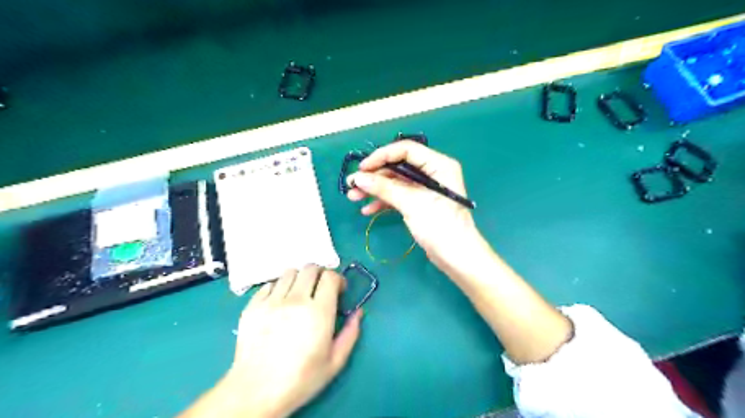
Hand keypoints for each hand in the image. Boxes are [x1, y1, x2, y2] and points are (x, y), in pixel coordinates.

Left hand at [220, 266, 359, 416]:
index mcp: (319, 312)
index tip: (338, 290)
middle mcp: (295, 300)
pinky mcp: (253, 306)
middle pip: (310, 268)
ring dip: (299, 279)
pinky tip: (280, 303)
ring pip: (289, 272)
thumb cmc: (301, 379)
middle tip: (320, 289)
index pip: (330, 276)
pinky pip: (269, 284)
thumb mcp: (335, 362)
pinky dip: (279, 288)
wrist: (256, 392)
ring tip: (299, 294)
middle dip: (320, 274)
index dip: (337, 279)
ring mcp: (271, 301)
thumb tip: (359, 312)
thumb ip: (351, 333)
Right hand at [346, 140, 479, 270]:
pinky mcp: (419, 204)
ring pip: (395, 183)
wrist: (456, 257)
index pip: (406, 150)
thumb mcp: (412, 203)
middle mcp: (432, 172)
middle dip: (374, 176)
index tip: (362, 168)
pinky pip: (398, 196)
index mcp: (437, 164)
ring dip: (375, 189)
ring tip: (353, 197)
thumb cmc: (440, 226)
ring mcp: (425, 189)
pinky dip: (383, 202)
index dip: (381, 156)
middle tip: (352, 184)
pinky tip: (367, 209)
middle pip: (398, 167)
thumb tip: (358, 178)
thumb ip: (385, 188)